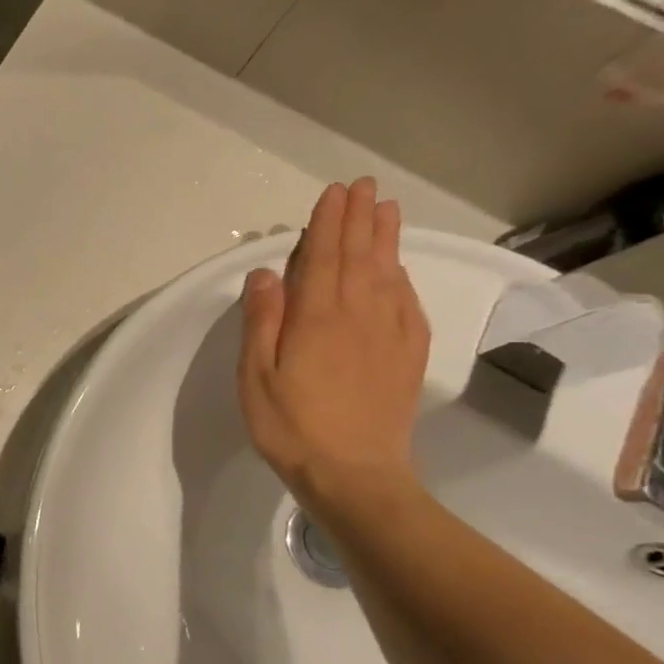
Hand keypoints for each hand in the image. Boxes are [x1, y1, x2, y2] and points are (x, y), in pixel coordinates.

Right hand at [237, 179, 429, 509]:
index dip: (328, 223)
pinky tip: (399, 270)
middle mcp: (359, 315)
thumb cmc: (291, 426)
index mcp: (317, 318)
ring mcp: (390, 335)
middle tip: (364, 187)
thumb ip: (261, 321)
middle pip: (360, 257)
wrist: (355, 476)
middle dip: (360, 219)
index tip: (334, 193)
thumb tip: (264, 273)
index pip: (323, 257)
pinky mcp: (408, 357)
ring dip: (386, 239)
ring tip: (387, 210)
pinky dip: (403, 279)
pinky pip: (408, 304)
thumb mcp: (256, 376)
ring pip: (389, 274)